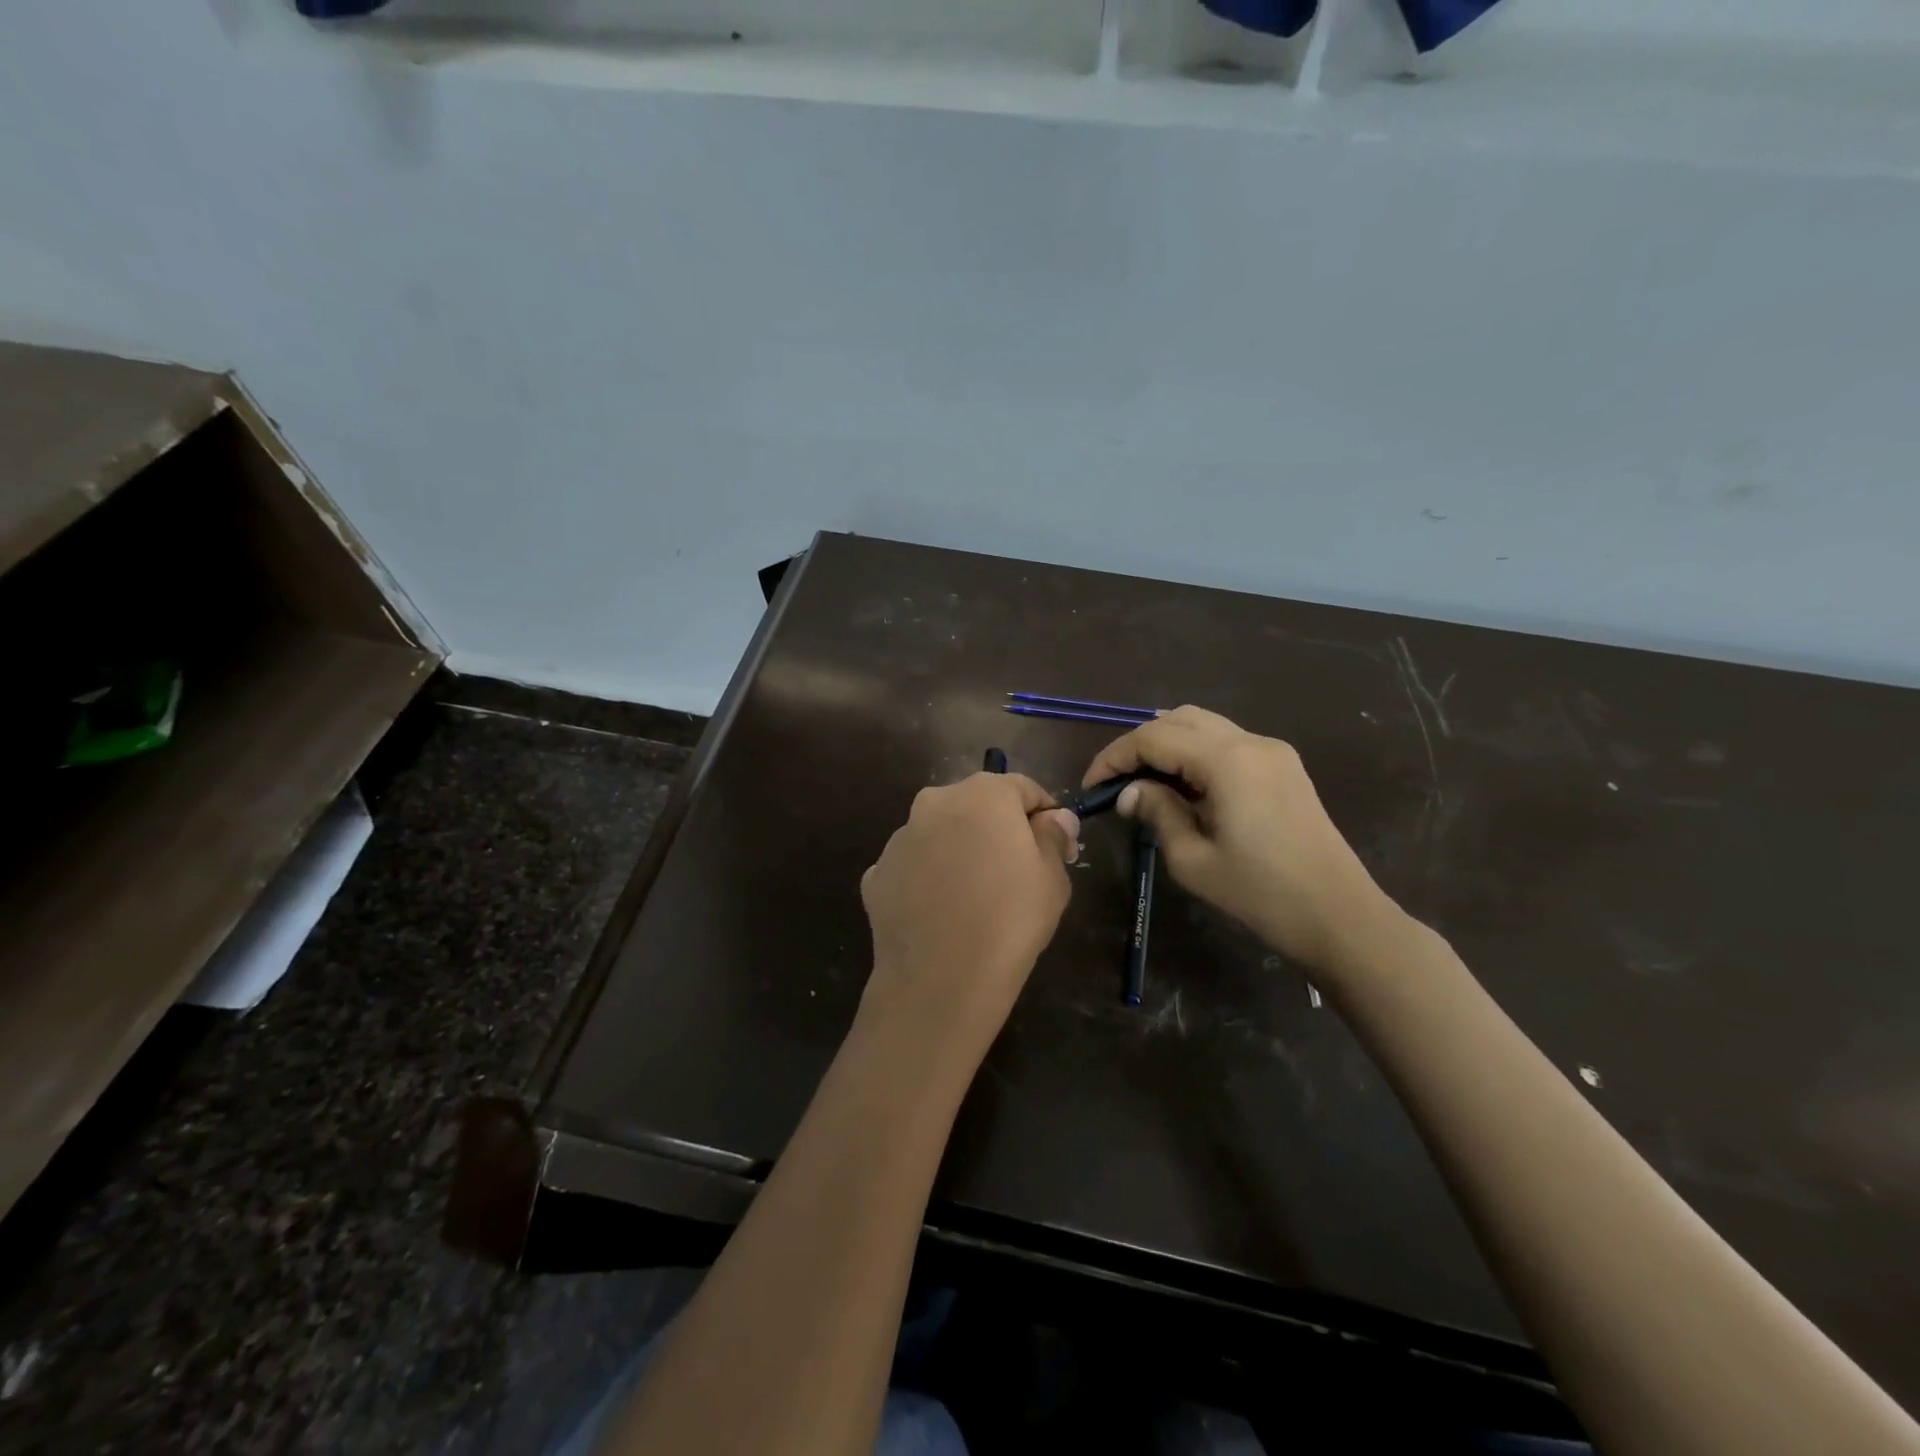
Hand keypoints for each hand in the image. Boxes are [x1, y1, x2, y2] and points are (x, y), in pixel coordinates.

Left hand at [859, 772, 1079, 1072]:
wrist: (940, 980)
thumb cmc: (1010, 921)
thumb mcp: (1052, 877)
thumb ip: (1053, 836)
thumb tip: (1054, 818)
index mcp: (983, 794)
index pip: (1023, 788)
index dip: (1046, 815)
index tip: (1061, 849)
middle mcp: (934, 802)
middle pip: (976, 806)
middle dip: (999, 829)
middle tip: (1018, 871)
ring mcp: (899, 838)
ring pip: (940, 834)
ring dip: (959, 851)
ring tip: (975, 897)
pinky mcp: (876, 874)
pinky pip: (913, 868)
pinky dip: (927, 880)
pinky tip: (941, 914)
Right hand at [1084, 706, 1394, 975]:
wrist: (1339, 916)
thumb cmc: (1261, 894)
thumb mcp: (1193, 860)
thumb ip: (1158, 813)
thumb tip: (1129, 792)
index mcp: (1227, 761)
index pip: (1153, 738)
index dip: (1114, 757)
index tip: (1091, 785)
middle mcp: (1250, 741)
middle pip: (1178, 719)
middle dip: (1139, 745)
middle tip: (1116, 782)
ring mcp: (1272, 751)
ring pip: (1204, 725)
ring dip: (1168, 745)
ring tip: (1145, 784)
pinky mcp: (1284, 766)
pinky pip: (1227, 742)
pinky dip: (1196, 753)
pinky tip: (1184, 787)